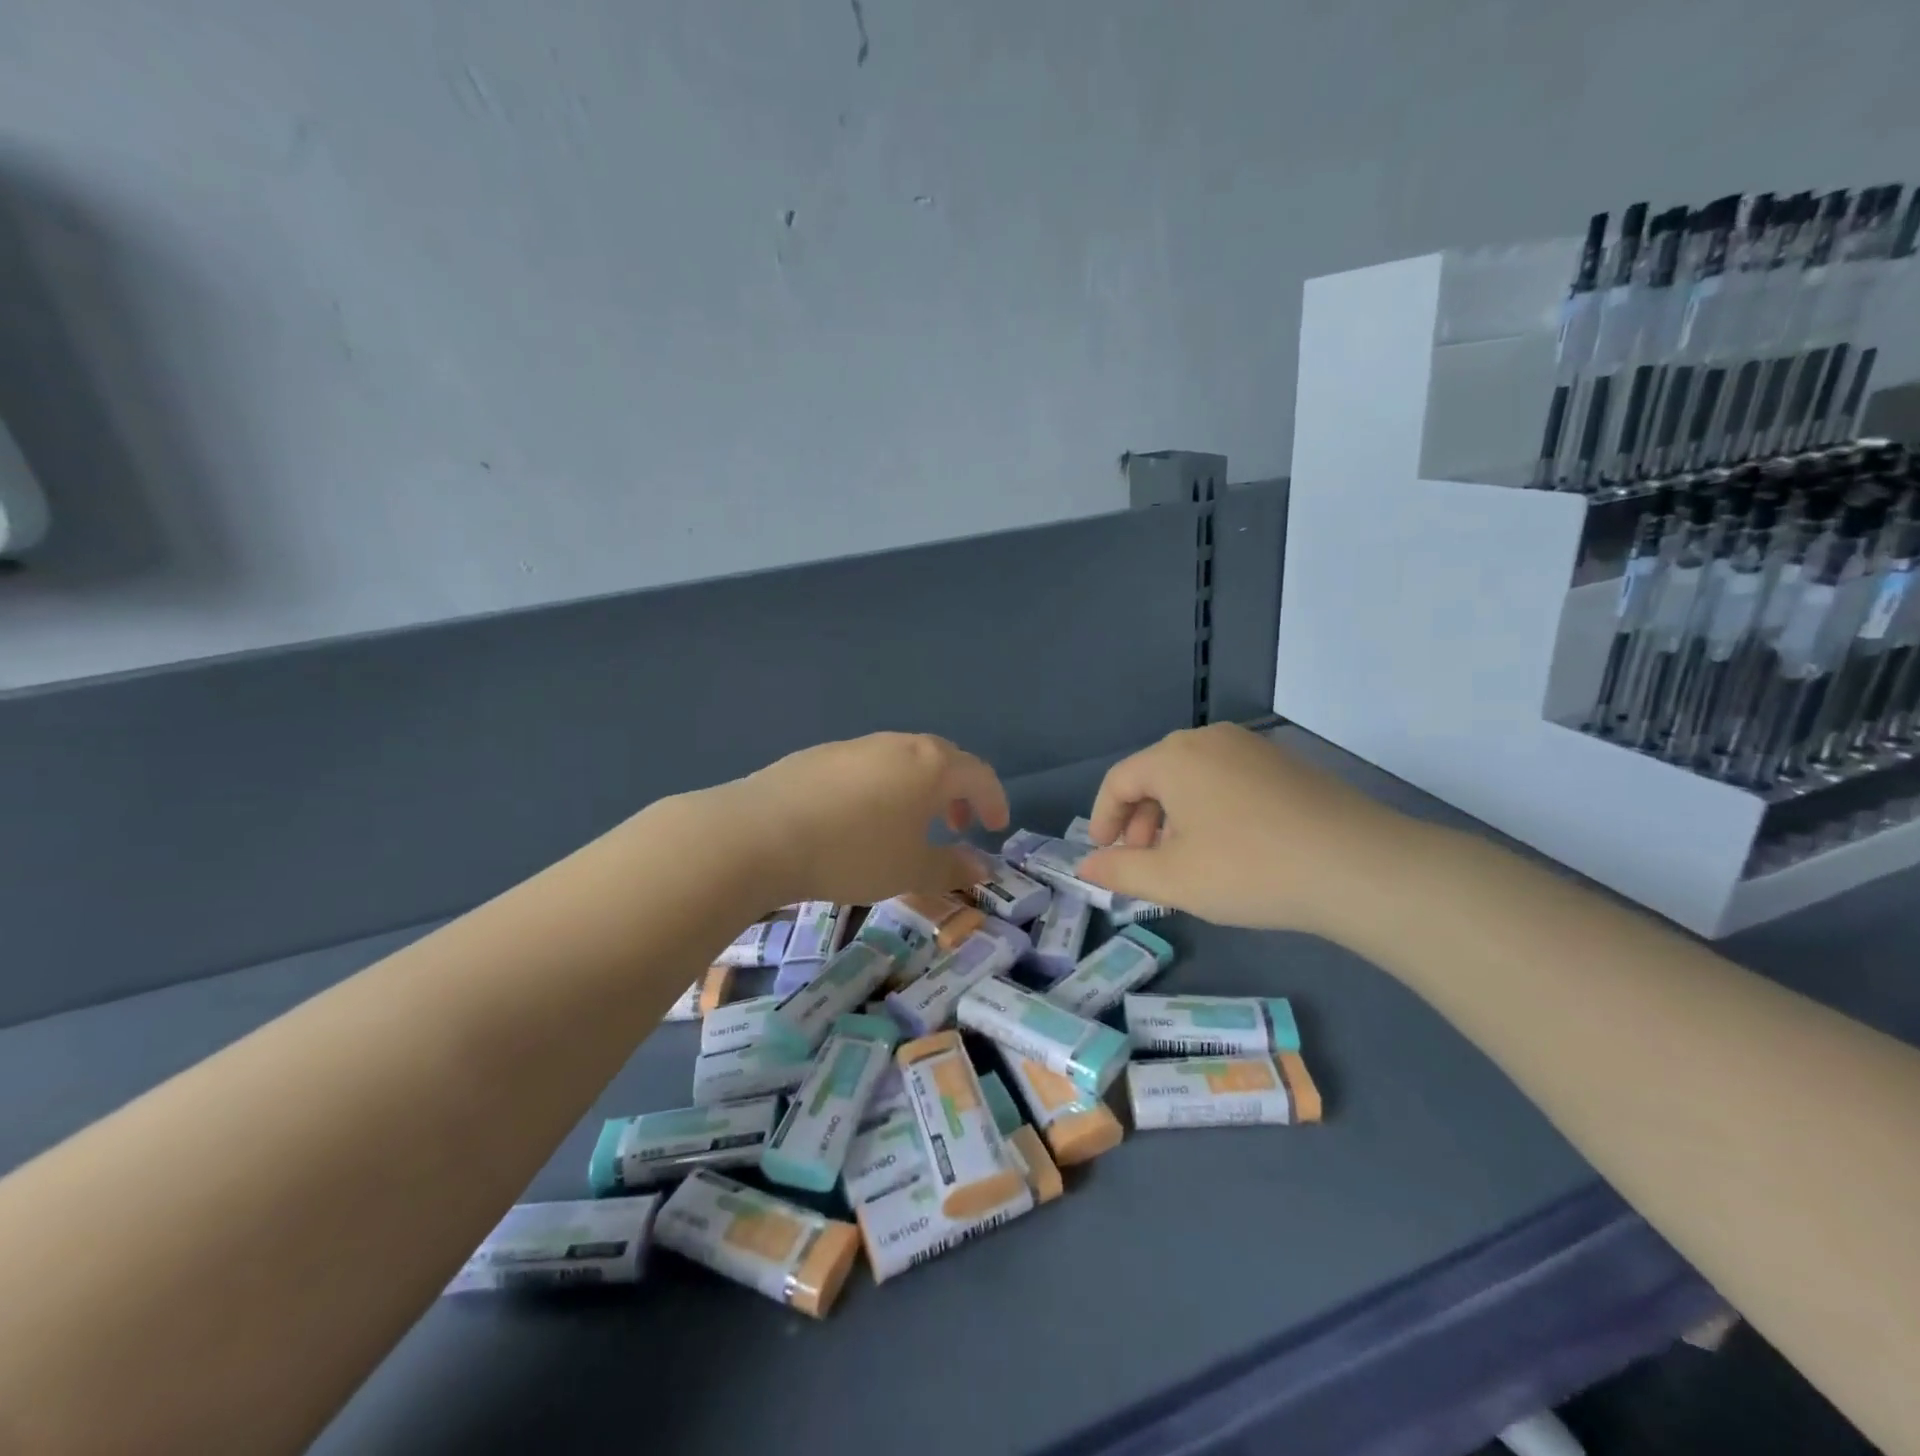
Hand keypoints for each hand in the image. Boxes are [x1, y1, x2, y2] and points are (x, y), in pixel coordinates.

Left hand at [700, 733, 1008, 907]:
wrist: (760, 834)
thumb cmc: (852, 852)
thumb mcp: (910, 869)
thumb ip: (952, 866)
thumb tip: (983, 866)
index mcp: (930, 765)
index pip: (978, 774)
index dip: (993, 800)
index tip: (995, 826)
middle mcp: (897, 745)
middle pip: (942, 760)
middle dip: (956, 792)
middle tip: (956, 825)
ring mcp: (856, 746)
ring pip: (902, 761)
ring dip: (918, 789)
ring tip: (908, 825)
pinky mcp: (819, 755)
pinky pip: (867, 767)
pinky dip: (882, 787)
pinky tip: (860, 819)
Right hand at [1077, 724, 1412, 938]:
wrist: (1359, 867)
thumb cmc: (1249, 869)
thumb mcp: (1173, 878)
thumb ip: (1120, 871)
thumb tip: (1085, 867)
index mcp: (1174, 757)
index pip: (1119, 781)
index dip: (1103, 819)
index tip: (1104, 855)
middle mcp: (1209, 740)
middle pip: (1156, 775)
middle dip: (1139, 820)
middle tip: (1142, 862)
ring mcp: (1252, 748)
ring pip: (1193, 779)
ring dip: (1174, 817)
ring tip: (1183, 859)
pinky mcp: (1285, 765)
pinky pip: (1227, 781)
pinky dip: (1210, 810)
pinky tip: (1228, 847)